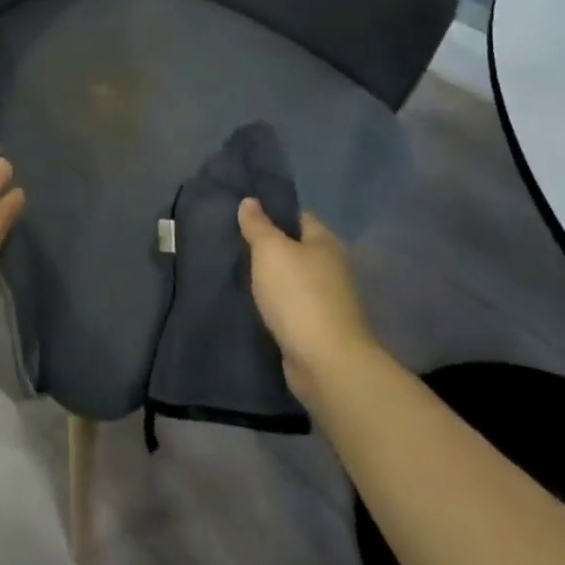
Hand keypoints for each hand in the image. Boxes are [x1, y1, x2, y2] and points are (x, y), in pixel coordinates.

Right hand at [239, 198, 381, 404]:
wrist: (326, 363)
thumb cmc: (298, 295)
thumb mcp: (270, 250)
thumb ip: (258, 224)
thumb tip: (250, 201)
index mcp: (325, 242)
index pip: (297, 216)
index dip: (270, 211)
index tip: (241, 214)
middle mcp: (332, 267)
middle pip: (294, 247)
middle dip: (266, 247)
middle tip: (232, 243)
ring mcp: (328, 300)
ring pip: (291, 278)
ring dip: (269, 278)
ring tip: (236, 271)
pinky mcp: (319, 328)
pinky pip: (290, 305)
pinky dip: (274, 303)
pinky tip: (252, 302)